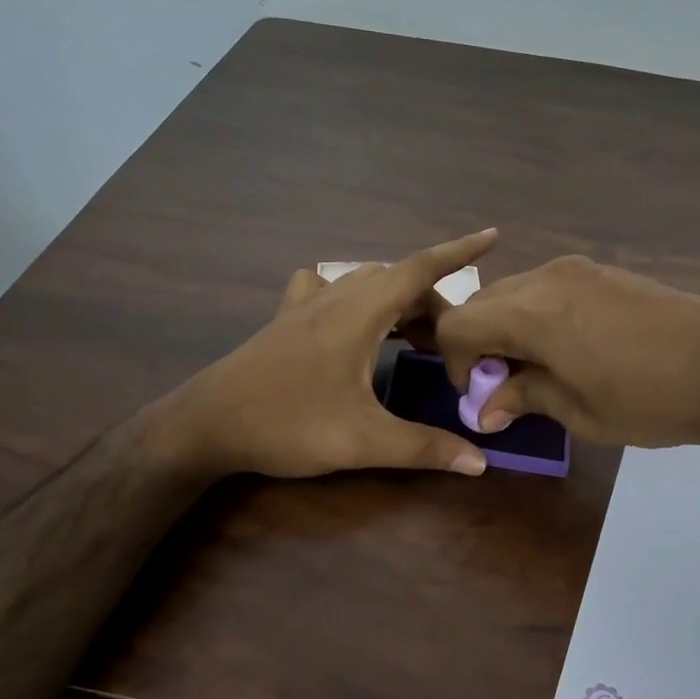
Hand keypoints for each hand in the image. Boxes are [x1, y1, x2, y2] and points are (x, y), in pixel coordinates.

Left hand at [156, 230, 498, 478]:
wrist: (207, 424)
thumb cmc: (288, 423)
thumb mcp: (363, 440)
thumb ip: (424, 448)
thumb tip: (480, 462)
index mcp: (360, 311)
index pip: (421, 269)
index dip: (460, 252)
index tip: (493, 236)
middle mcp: (336, 296)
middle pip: (398, 281)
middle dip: (433, 304)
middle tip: (452, 345)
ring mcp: (306, 305)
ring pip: (366, 283)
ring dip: (397, 301)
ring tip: (415, 336)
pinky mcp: (286, 320)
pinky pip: (330, 290)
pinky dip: (354, 296)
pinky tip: (351, 320)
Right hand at [435, 254, 699, 448]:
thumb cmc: (652, 399)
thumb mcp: (580, 412)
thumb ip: (524, 397)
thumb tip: (486, 408)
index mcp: (533, 313)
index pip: (459, 325)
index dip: (455, 363)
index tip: (480, 395)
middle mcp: (547, 278)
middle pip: (483, 303)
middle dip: (479, 344)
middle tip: (506, 385)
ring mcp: (580, 270)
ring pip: (515, 293)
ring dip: (508, 329)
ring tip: (539, 368)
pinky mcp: (606, 272)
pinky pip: (548, 289)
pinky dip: (537, 316)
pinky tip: (570, 348)